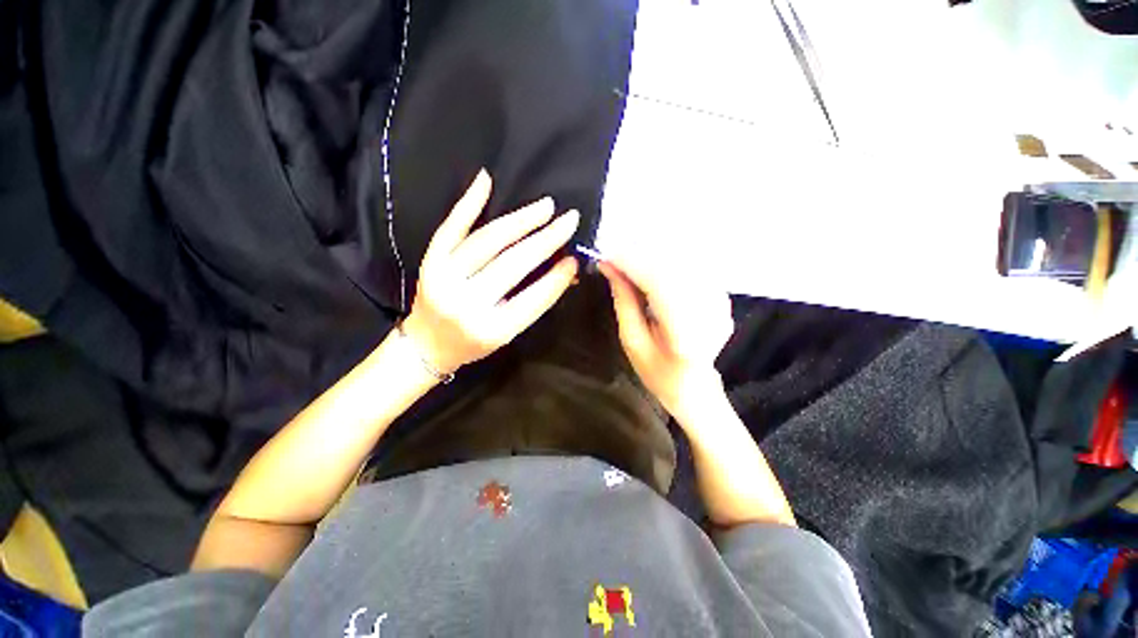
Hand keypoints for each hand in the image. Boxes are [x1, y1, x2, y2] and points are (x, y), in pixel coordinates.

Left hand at [401, 170, 579, 374]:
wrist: (426, 344)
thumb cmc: (473, 343)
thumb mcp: (507, 333)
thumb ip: (534, 303)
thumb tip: (564, 270)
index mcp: (491, 329)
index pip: (533, 299)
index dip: (556, 278)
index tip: (574, 259)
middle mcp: (466, 303)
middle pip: (512, 264)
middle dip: (545, 241)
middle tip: (569, 220)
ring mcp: (444, 279)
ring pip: (487, 242)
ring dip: (519, 221)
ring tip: (545, 207)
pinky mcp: (430, 262)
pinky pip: (451, 228)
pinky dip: (468, 203)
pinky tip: (486, 181)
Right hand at [598, 253, 732, 422]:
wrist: (695, 387)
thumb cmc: (658, 372)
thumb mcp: (632, 341)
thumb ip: (624, 302)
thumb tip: (609, 268)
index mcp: (685, 332)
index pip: (658, 283)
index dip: (631, 264)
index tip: (606, 257)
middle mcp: (709, 311)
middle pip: (671, 267)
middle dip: (639, 257)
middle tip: (614, 259)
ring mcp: (720, 301)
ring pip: (682, 261)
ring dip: (652, 258)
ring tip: (630, 265)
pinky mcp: (721, 294)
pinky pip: (691, 266)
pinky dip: (667, 263)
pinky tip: (651, 271)